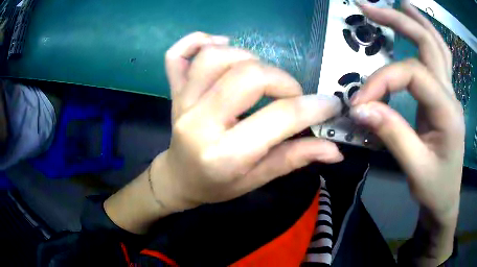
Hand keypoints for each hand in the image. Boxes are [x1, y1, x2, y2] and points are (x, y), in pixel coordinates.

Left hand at [152, 32, 343, 210]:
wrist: (179, 179)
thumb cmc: (217, 185)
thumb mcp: (257, 179)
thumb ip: (295, 159)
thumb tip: (336, 151)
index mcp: (224, 154)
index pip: (279, 118)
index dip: (314, 107)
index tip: (331, 104)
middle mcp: (199, 122)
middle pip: (247, 75)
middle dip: (282, 79)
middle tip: (291, 95)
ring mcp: (181, 102)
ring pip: (215, 57)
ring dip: (248, 57)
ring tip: (259, 75)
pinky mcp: (174, 90)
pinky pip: (178, 53)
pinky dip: (200, 40)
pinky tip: (221, 45)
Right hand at [350, 1, 462, 262]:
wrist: (446, 199)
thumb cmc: (434, 188)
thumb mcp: (414, 168)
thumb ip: (391, 134)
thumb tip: (360, 108)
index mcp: (448, 112)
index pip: (413, 75)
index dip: (383, 81)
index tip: (359, 102)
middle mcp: (451, 95)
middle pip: (429, 44)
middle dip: (399, 21)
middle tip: (369, 8)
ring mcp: (450, 94)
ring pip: (438, 46)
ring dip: (417, 21)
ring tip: (399, 5)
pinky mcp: (444, 97)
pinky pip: (439, 59)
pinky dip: (427, 37)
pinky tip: (417, 27)